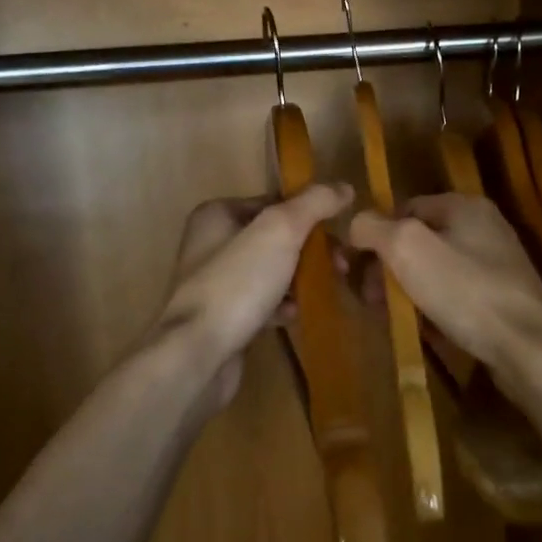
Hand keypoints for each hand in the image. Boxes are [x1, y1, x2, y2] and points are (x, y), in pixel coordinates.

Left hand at [156, 183, 354, 414]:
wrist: (197, 354)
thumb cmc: (237, 283)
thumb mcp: (280, 230)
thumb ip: (313, 204)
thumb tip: (344, 186)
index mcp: (218, 214)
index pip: (273, 201)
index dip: (310, 212)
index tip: (340, 230)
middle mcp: (212, 243)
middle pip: (275, 237)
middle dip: (310, 249)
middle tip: (341, 265)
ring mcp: (216, 282)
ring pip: (271, 270)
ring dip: (301, 278)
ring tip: (328, 288)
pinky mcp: (223, 317)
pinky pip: (262, 302)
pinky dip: (282, 306)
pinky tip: (297, 315)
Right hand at [346, 194, 541, 378]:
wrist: (527, 347)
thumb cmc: (464, 290)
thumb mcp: (407, 248)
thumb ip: (373, 228)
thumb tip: (355, 223)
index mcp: (464, 206)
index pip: (404, 208)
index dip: (375, 235)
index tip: (356, 269)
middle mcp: (484, 228)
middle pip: (419, 241)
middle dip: (388, 268)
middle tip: (371, 299)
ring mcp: (496, 265)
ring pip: (435, 272)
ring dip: (408, 292)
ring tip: (393, 317)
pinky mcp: (502, 300)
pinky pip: (455, 297)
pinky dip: (434, 310)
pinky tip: (424, 331)